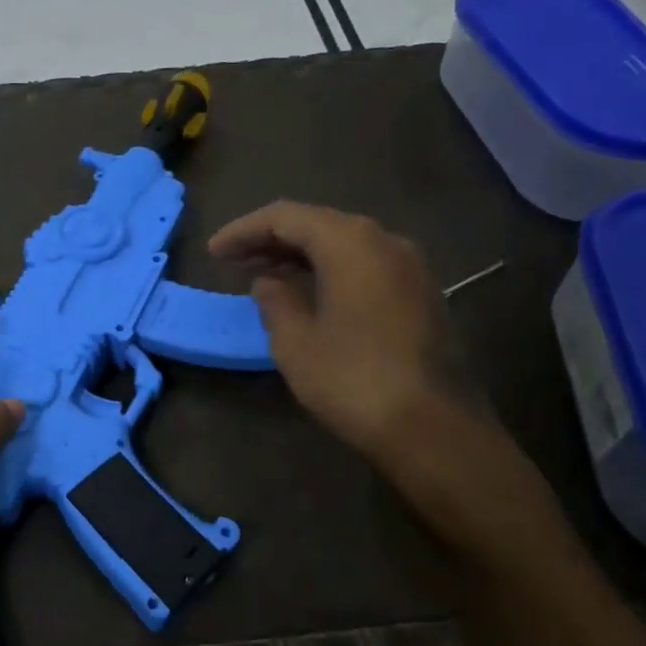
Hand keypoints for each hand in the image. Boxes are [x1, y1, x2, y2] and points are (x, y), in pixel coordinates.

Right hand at [208, 201, 462, 461]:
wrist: (432, 427)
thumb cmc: (352, 379)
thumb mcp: (295, 342)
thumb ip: (275, 301)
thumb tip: (268, 282)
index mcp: (350, 243)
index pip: (286, 217)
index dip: (244, 230)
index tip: (213, 251)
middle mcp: (384, 241)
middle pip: (318, 224)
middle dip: (271, 239)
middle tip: (232, 261)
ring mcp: (409, 267)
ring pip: (343, 245)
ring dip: (299, 256)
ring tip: (263, 275)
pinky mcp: (420, 295)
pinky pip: (364, 266)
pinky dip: (328, 271)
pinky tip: (307, 293)